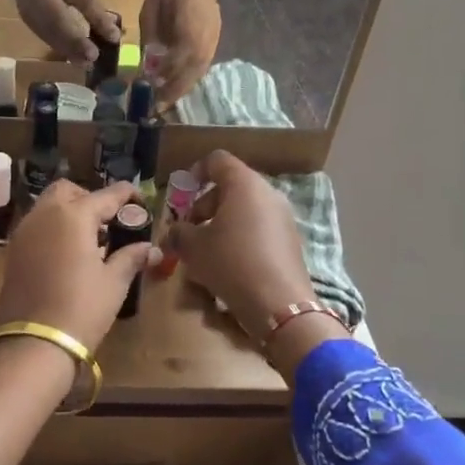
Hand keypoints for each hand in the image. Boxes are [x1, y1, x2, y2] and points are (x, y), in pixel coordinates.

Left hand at [0, 181, 157, 354]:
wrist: (33, 342)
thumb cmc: (82, 308)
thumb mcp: (113, 283)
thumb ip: (131, 258)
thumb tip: (151, 249)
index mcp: (74, 215)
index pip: (105, 195)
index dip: (126, 195)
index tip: (139, 201)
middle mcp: (45, 214)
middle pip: (68, 191)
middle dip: (89, 198)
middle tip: (108, 222)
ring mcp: (24, 232)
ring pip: (47, 206)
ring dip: (68, 212)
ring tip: (90, 240)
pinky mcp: (13, 251)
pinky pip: (36, 226)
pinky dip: (53, 228)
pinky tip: (68, 254)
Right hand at [10, 0, 121, 62]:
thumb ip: (92, 8)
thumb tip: (111, 34)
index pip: (60, 23)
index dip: (77, 41)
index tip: (94, 54)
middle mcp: (31, 13)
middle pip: (55, 37)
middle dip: (74, 51)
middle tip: (93, 62)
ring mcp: (29, 20)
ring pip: (51, 40)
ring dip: (68, 51)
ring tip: (86, 60)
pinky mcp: (31, 22)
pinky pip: (47, 37)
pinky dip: (62, 45)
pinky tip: (74, 50)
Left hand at [139, 0, 220, 106]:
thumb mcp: (149, 13)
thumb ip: (151, 41)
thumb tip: (148, 70)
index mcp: (190, 21)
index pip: (182, 57)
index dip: (168, 77)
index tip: (152, 91)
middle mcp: (207, 32)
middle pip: (194, 68)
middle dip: (176, 89)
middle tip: (159, 107)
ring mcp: (214, 36)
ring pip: (201, 68)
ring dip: (184, 86)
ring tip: (167, 100)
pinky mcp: (215, 38)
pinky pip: (204, 62)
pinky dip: (191, 76)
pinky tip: (178, 85)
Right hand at [162, 151, 315, 339]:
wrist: (279, 304)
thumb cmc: (231, 263)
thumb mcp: (193, 247)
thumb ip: (179, 232)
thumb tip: (175, 232)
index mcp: (244, 184)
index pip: (217, 160)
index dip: (195, 172)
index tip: (182, 193)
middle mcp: (268, 193)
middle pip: (231, 186)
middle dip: (205, 205)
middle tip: (190, 229)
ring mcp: (283, 217)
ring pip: (245, 209)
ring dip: (222, 223)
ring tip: (206, 250)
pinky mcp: (290, 240)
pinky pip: (258, 227)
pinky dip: (240, 236)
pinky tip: (229, 263)